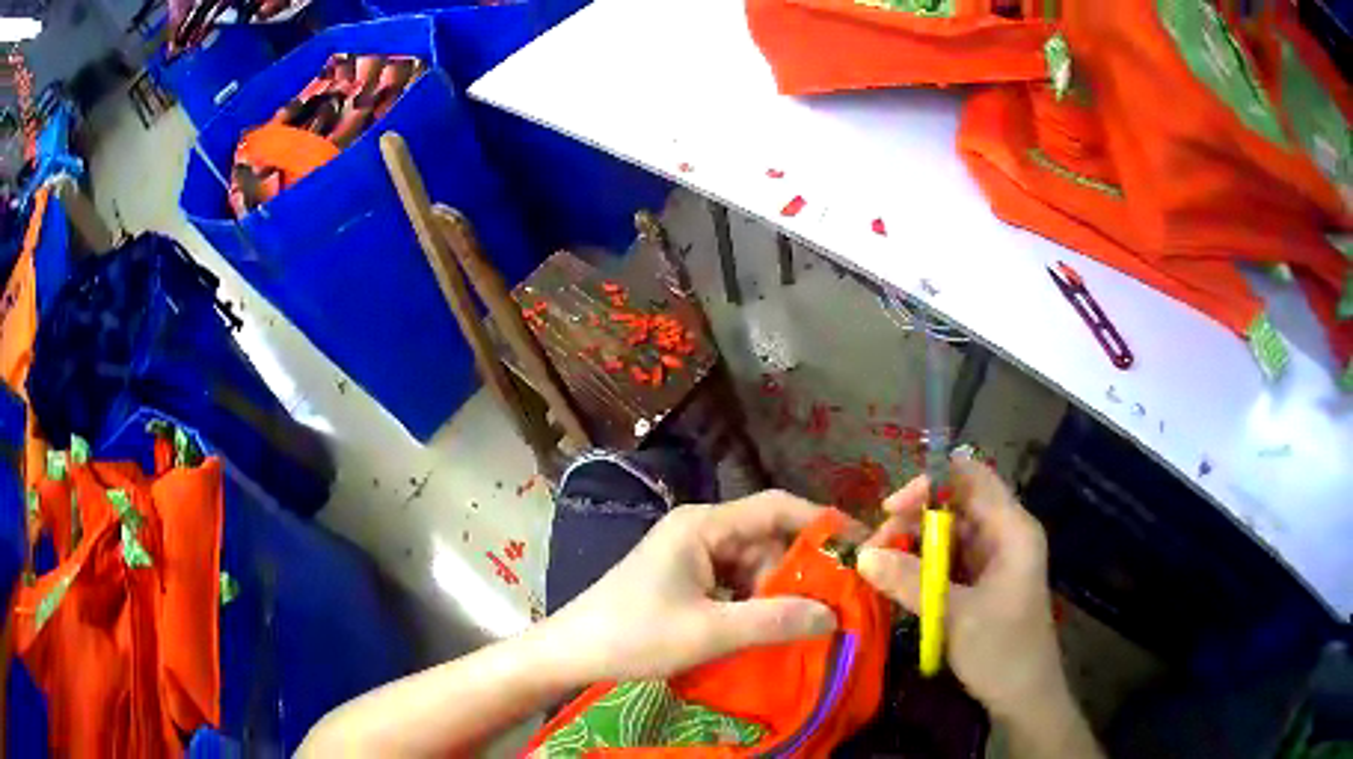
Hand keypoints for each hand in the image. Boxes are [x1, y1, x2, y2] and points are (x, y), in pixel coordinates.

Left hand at [537, 490, 838, 683]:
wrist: (571, 652)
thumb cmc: (633, 634)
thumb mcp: (709, 632)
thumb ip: (774, 621)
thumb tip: (834, 616)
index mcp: (703, 525)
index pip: (776, 508)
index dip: (821, 523)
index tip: (861, 547)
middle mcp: (700, 530)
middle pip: (767, 539)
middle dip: (800, 571)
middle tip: (836, 603)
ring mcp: (690, 556)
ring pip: (752, 566)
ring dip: (777, 593)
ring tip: (804, 624)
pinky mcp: (684, 580)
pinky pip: (733, 584)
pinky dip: (753, 604)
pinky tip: (766, 630)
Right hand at [857, 457, 1064, 720]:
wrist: (1024, 697)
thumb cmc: (1002, 650)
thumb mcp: (955, 615)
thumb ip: (909, 582)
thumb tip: (862, 554)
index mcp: (1011, 529)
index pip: (971, 478)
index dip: (931, 482)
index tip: (891, 507)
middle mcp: (1003, 535)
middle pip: (954, 505)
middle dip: (912, 520)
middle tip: (874, 548)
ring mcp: (992, 560)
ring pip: (947, 534)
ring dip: (912, 545)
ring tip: (877, 567)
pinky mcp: (981, 583)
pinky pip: (947, 561)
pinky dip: (921, 567)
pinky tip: (895, 581)